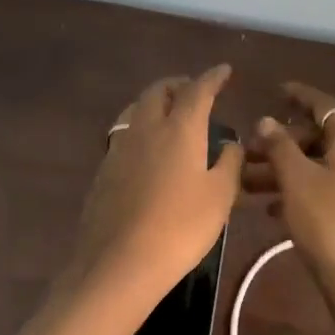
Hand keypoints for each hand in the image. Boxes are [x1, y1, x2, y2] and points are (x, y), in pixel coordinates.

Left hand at [64, 66, 242, 313]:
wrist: (119, 263)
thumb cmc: (181, 227)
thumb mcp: (220, 196)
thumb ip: (229, 163)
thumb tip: (231, 144)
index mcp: (179, 129)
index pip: (197, 90)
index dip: (212, 77)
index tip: (224, 70)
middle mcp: (146, 128)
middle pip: (158, 91)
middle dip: (178, 84)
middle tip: (194, 90)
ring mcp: (119, 148)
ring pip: (135, 109)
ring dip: (155, 103)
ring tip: (169, 113)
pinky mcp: (104, 171)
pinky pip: (125, 135)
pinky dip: (140, 129)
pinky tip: (148, 150)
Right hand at [244, 83, 334, 295]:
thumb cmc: (330, 224)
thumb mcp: (296, 181)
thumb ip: (279, 146)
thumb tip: (266, 121)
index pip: (324, 104)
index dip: (298, 96)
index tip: (275, 91)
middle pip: (321, 139)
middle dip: (282, 144)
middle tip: (248, 152)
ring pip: (323, 168)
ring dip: (287, 172)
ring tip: (248, 185)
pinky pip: (332, 191)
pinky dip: (304, 193)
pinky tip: (273, 211)